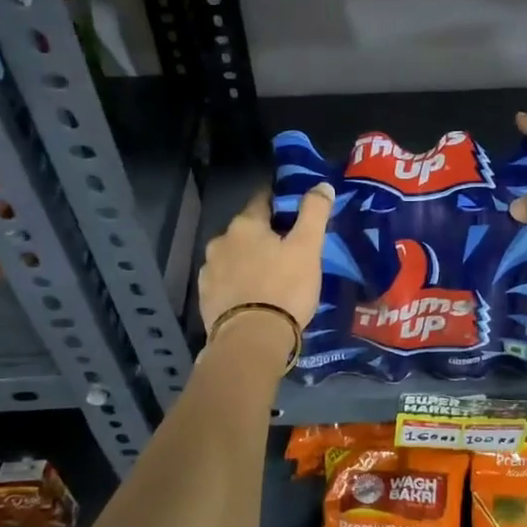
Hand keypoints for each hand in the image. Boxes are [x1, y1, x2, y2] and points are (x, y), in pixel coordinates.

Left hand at [198, 183, 334, 339]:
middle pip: (246, 230)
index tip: (293, 211)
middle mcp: (220, 241)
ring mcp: (209, 270)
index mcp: (245, 224)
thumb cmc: (284, 288)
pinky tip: (252, 296)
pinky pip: (225, 281)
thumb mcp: (308, 248)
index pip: (262, 199)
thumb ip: (314, 213)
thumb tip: (321, 185)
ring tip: (270, 276)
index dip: (279, 202)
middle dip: (264, 235)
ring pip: (234, 256)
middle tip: (287, 250)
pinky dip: (238, 283)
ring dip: (249, 260)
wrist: (251, 340)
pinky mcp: (205, 298)